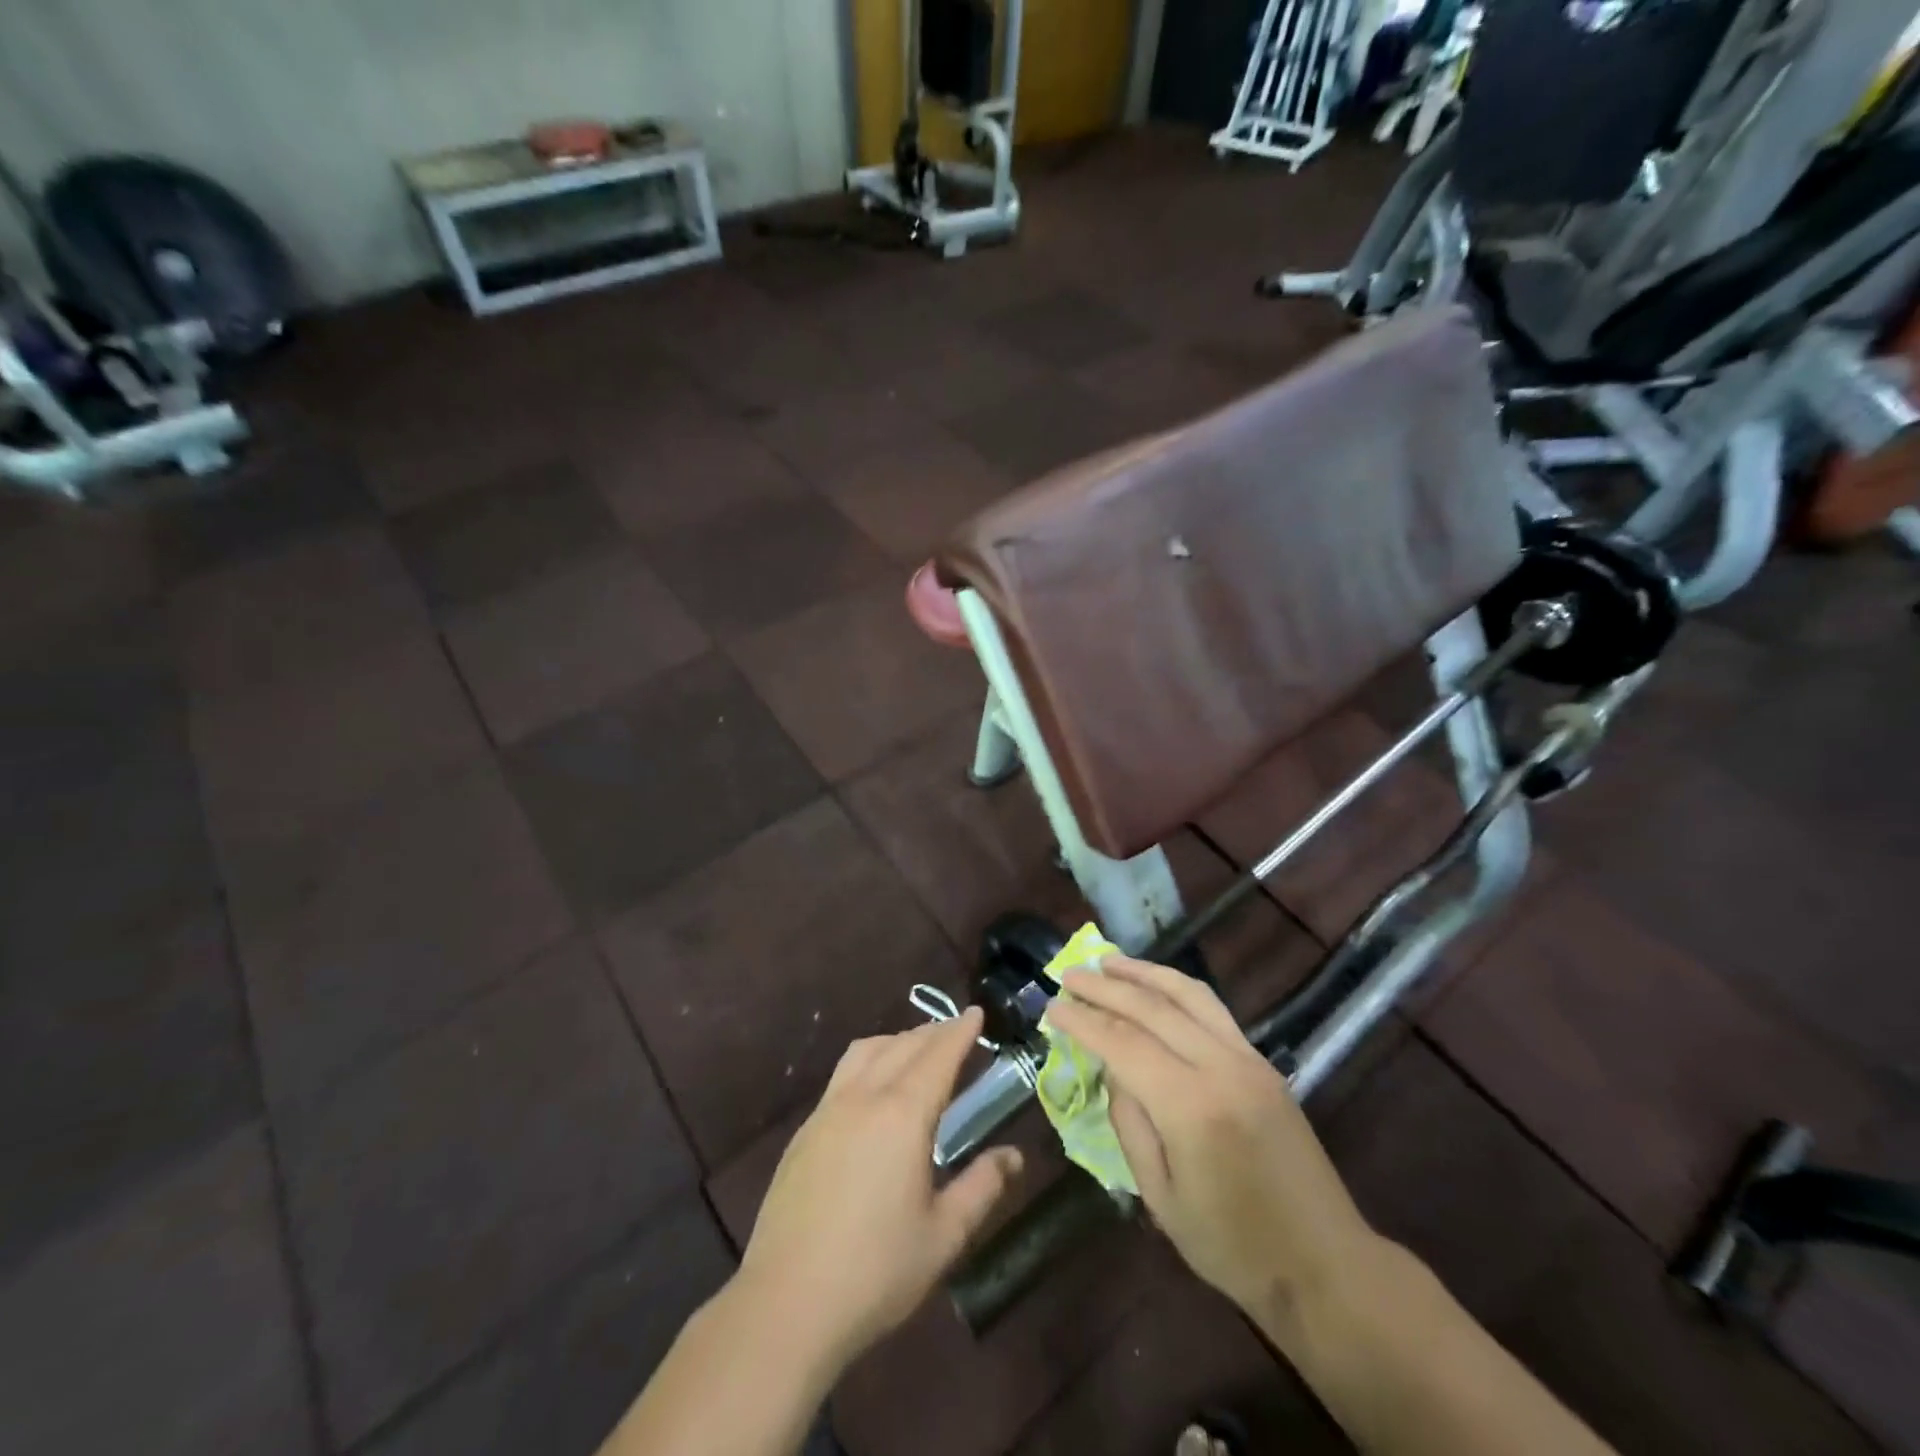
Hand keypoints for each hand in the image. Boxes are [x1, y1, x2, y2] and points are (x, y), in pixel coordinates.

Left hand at [737, 1009, 1022, 1370]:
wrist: (786, 1303)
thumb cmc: (875, 1271)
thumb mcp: (943, 1236)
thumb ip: (982, 1188)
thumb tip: (1013, 1156)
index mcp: (903, 1116)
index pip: (939, 1056)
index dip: (960, 1031)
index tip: (977, 1012)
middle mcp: (864, 1098)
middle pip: (904, 1046)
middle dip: (934, 1032)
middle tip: (956, 1030)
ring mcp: (828, 1111)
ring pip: (867, 1051)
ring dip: (898, 1040)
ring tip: (917, 1049)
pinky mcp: (804, 1131)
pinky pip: (843, 1074)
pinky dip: (869, 1060)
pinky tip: (873, 1088)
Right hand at [1045, 958, 1376, 1319]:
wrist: (1326, 1266)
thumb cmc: (1233, 1247)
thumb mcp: (1161, 1198)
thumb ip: (1130, 1124)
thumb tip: (1114, 1072)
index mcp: (1191, 1106)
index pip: (1123, 1043)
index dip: (1082, 1021)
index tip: (1051, 1007)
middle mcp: (1221, 1067)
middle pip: (1152, 1007)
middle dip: (1105, 986)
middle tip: (1068, 974)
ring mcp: (1248, 1059)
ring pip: (1189, 994)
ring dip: (1144, 972)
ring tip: (1109, 961)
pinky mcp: (1263, 1063)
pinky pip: (1213, 1009)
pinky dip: (1177, 988)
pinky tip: (1156, 986)